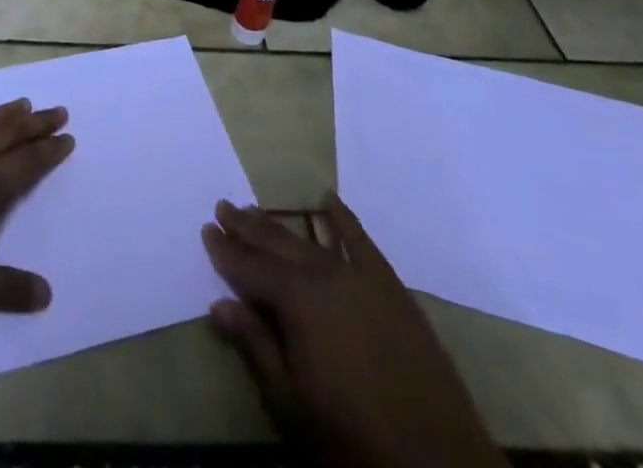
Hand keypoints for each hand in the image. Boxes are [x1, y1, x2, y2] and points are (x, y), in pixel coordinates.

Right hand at [202, 196, 504, 467]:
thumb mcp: (291, 400)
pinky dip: (342, 219)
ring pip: (310, 240)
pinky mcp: (390, 287)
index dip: (225, 250)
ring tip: (255, 208)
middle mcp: (324, 275)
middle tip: (224, 206)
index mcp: (296, 301)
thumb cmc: (352, 436)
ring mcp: (360, 277)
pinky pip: (361, 242)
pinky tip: (328, 201)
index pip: (249, 268)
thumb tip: (219, 303)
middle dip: (247, 226)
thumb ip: (255, 345)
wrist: (437, 461)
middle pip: (277, 244)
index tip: (206, 228)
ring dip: (280, 224)